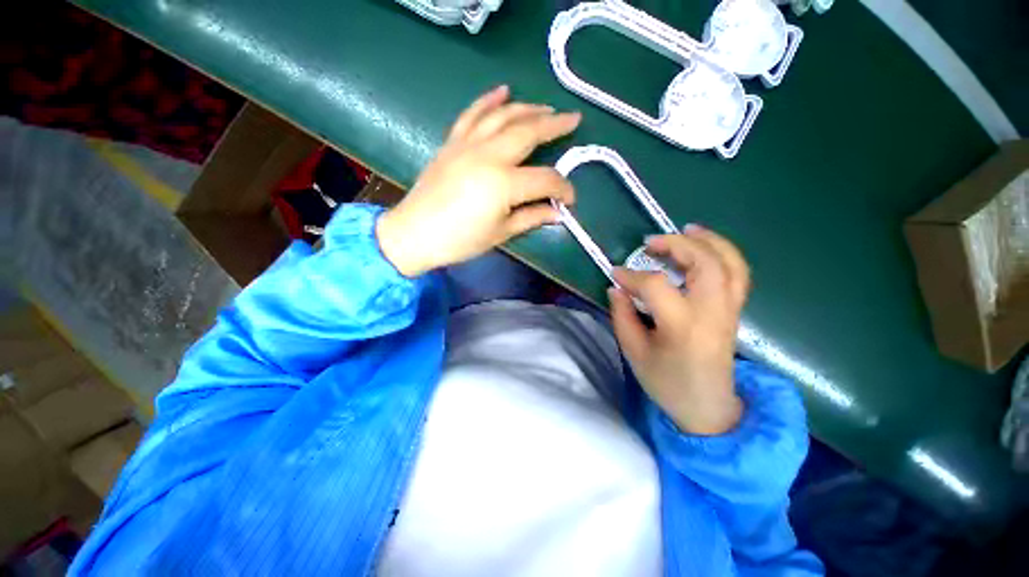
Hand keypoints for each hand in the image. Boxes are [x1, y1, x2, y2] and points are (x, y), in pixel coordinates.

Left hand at [377, 85, 580, 276]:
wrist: (415, 233)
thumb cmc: (460, 240)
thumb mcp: (501, 233)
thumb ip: (532, 217)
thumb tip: (557, 213)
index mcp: (503, 184)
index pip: (545, 179)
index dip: (562, 188)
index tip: (570, 199)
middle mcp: (488, 155)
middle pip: (528, 132)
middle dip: (554, 125)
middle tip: (573, 119)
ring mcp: (468, 144)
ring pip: (503, 116)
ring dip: (528, 108)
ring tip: (546, 108)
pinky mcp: (452, 142)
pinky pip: (472, 114)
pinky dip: (489, 100)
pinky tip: (503, 91)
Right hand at [609, 225, 749, 434]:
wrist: (708, 408)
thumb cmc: (667, 383)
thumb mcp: (634, 353)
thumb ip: (622, 316)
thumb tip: (616, 288)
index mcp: (683, 327)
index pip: (657, 286)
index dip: (632, 276)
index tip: (615, 273)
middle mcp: (712, 313)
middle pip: (705, 263)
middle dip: (676, 245)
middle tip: (649, 242)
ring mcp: (728, 310)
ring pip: (729, 263)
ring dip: (707, 241)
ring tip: (685, 230)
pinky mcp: (734, 311)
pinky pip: (736, 273)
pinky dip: (723, 253)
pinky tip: (705, 246)